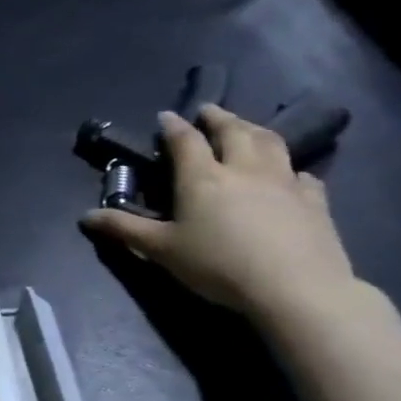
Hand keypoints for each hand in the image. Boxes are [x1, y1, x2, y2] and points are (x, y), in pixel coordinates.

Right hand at [82, 106, 357, 320]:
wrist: (295, 289)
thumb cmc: (218, 265)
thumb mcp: (161, 250)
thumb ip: (124, 229)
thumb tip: (85, 216)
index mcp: (203, 178)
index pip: (185, 140)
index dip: (173, 125)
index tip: (166, 116)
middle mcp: (244, 170)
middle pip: (233, 132)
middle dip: (218, 118)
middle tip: (209, 111)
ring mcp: (284, 183)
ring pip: (271, 143)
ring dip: (255, 130)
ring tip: (246, 128)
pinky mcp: (314, 202)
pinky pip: (303, 175)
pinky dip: (291, 168)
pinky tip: (290, 175)